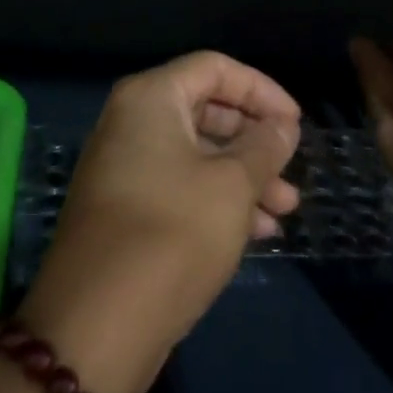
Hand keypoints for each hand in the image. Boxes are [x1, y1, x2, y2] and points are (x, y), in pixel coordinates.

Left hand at [19, 51, 301, 392]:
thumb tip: (282, 125)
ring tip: (286, 210)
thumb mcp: (232, 185)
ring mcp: (125, 167)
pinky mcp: (126, 209)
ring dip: (244, 176)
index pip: (214, 68)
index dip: (261, 90)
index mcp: (150, 98)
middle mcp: (131, 123)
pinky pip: (181, 186)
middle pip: (206, 110)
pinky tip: (258, 232)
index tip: (295, 123)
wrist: (97, 323)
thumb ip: (264, 147)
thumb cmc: (173, 233)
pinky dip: (218, 200)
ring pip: (197, 154)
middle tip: (291, 169)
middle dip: (254, 139)